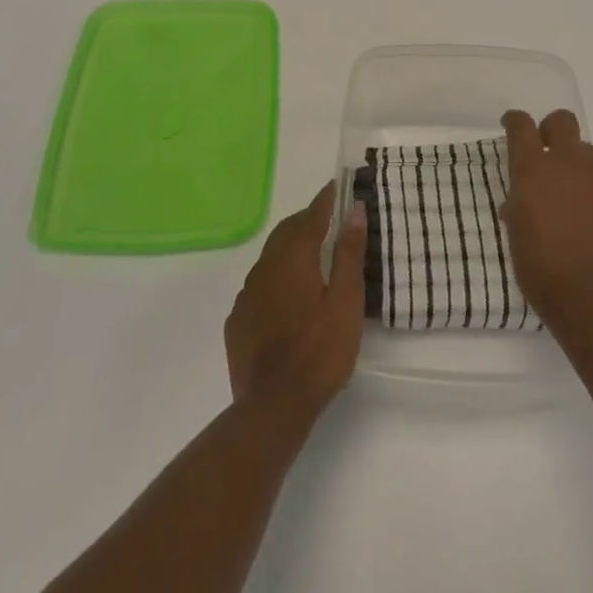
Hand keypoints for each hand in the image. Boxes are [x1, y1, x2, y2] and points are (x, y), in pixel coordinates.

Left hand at [225, 182, 364, 420]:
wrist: (273, 405)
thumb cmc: (320, 351)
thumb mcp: (346, 302)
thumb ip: (349, 254)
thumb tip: (355, 210)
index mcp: (293, 259)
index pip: (310, 218)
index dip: (324, 201)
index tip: (335, 187)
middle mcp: (264, 269)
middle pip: (286, 233)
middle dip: (306, 221)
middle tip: (326, 218)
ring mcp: (246, 295)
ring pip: (269, 258)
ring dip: (289, 248)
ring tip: (309, 254)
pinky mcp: (238, 320)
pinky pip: (258, 285)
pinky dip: (275, 277)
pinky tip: (285, 294)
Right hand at [500, 109, 592, 330]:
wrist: (589, 298)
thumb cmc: (538, 267)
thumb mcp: (515, 232)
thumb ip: (519, 205)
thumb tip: (520, 201)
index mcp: (533, 170)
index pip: (522, 126)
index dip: (515, 121)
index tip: (511, 125)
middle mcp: (567, 166)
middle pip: (563, 121)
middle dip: (551, 129)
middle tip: (544, 151)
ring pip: (587, 152)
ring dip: (574, 163)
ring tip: (566, 193)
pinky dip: (591, 197)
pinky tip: (587, 224)